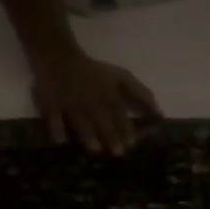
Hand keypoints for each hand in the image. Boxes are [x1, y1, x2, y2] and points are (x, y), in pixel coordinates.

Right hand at [31, 48, 158, 155]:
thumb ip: (140, 94)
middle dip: (110, 134)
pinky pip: (52, 117)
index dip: (125, 127)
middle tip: (118, 152)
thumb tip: (159, 114)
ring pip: (79, 118)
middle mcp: (90, 98)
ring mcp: (69, 102)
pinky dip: (56, 128)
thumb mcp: (121, 77)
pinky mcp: (49, 104)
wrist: (57, 56)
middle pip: (101, 118)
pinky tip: (60, 141)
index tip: (132, 143)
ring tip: (95, 149)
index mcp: (107, 92)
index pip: (118, 111)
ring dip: (87, 134)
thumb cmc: (94, 73)